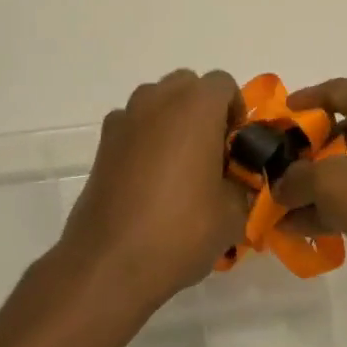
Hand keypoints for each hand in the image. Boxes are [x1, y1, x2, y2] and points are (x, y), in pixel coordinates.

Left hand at [51, 69, 249, 324]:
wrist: (110, 262)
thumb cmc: (181, 230)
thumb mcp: (233, 213)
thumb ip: (244, 184)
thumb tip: (239, 180)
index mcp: (196, 106)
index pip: (224, 84)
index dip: (237, 111)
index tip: (237, 147)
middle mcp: (157, 100)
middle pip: (187, 85)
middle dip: (203, 111)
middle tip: (212, 154)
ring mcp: (125, 119)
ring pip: (157, 102)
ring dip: (172, 122)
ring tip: (180, 168)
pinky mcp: (103, 143)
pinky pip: (133, 126)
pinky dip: (145, 139)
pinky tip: (148, 181)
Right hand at [274, 78, 346, 308]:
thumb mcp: (330, 185)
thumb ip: (296, 180)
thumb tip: (281, 186)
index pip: (335, 90)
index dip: (304, 100)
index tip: (280, 117)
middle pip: (345, 129)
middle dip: (310, 152)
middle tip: (284, 169)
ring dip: (324, 187)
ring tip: (290, 211)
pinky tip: (317, 230)